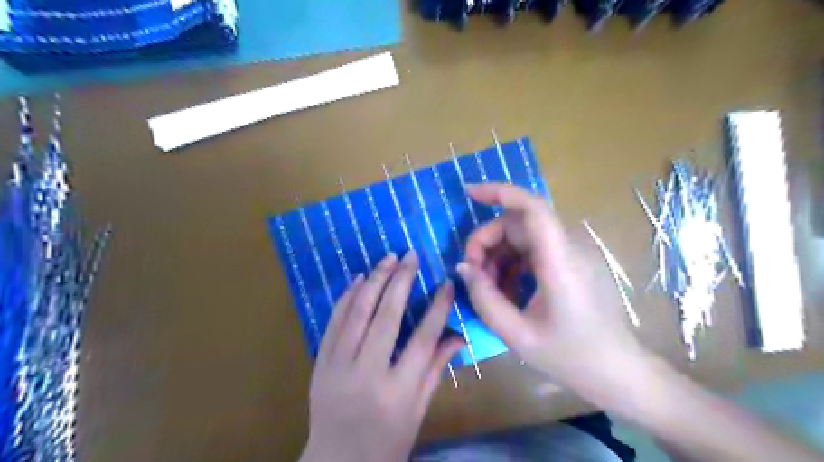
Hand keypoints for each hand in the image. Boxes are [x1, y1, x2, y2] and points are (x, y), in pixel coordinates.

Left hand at [302, 251, 462, 461]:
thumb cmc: (386, 443)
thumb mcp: (418, 412)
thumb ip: (435, 370)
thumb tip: (458, 335)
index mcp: (397, 393)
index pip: (422, 340)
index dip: (437, 308)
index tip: (446, 282)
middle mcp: (366, 375)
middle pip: (387, 318)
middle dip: (402, 281)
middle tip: (411, 255)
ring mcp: (337, 367)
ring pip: (357, 313)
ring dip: (374, 281)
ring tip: (388, 258)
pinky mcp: (319, 363)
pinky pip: (333, 322)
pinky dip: (346, 297)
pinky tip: (359, 278)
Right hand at [454, 183, 646, 407]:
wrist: (618, 372)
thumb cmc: (571, 358)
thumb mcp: (517, 335)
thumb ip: (484, 298)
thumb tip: (463, 267)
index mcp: (560, 263)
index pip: (532, 208)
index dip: (500, 192)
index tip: (469, 193)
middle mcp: (569, 248)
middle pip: (519, 224)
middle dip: (487, 241)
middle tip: (472, 274)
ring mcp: (573, 255)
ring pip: (523, 237)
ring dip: (498, 255)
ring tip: (488, 288)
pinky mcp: (572, 263)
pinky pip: (534, 251)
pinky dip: (513, 264)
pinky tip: (507, 292)